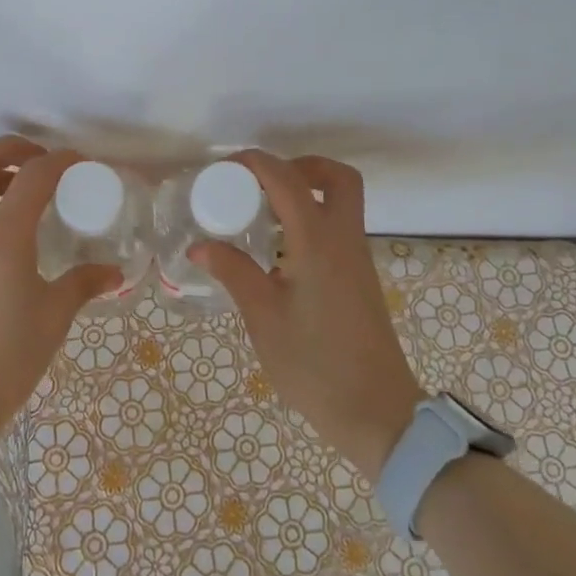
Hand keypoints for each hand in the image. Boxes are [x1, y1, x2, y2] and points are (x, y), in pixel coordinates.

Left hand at [0, 137, 120, 471]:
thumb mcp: (54, 317)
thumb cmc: (6, 356)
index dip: (60, 160)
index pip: (32, 176)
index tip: (83, 163)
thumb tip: (113, 273)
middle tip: (43, 161)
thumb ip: (83, 284)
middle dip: (10, 149)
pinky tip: (16, 238)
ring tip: (33, 195)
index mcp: (2, 235)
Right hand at [193, 152, 422, 482]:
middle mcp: (344, 239)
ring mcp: (357, 259)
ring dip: (306, 192)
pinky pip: (338, 228)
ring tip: (261, 213)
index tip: (223, 168)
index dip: (256, 163)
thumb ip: (234, 272)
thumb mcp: (263, 317)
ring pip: (341, 202)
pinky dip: (311, 219)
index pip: (288, 179)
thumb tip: (199, 246)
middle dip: (299, 166)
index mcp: (319, 242)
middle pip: (336, 177)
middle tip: (260, 183)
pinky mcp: (359, 278)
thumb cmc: (314, 364)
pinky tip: (279, 248)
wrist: (376, 412)